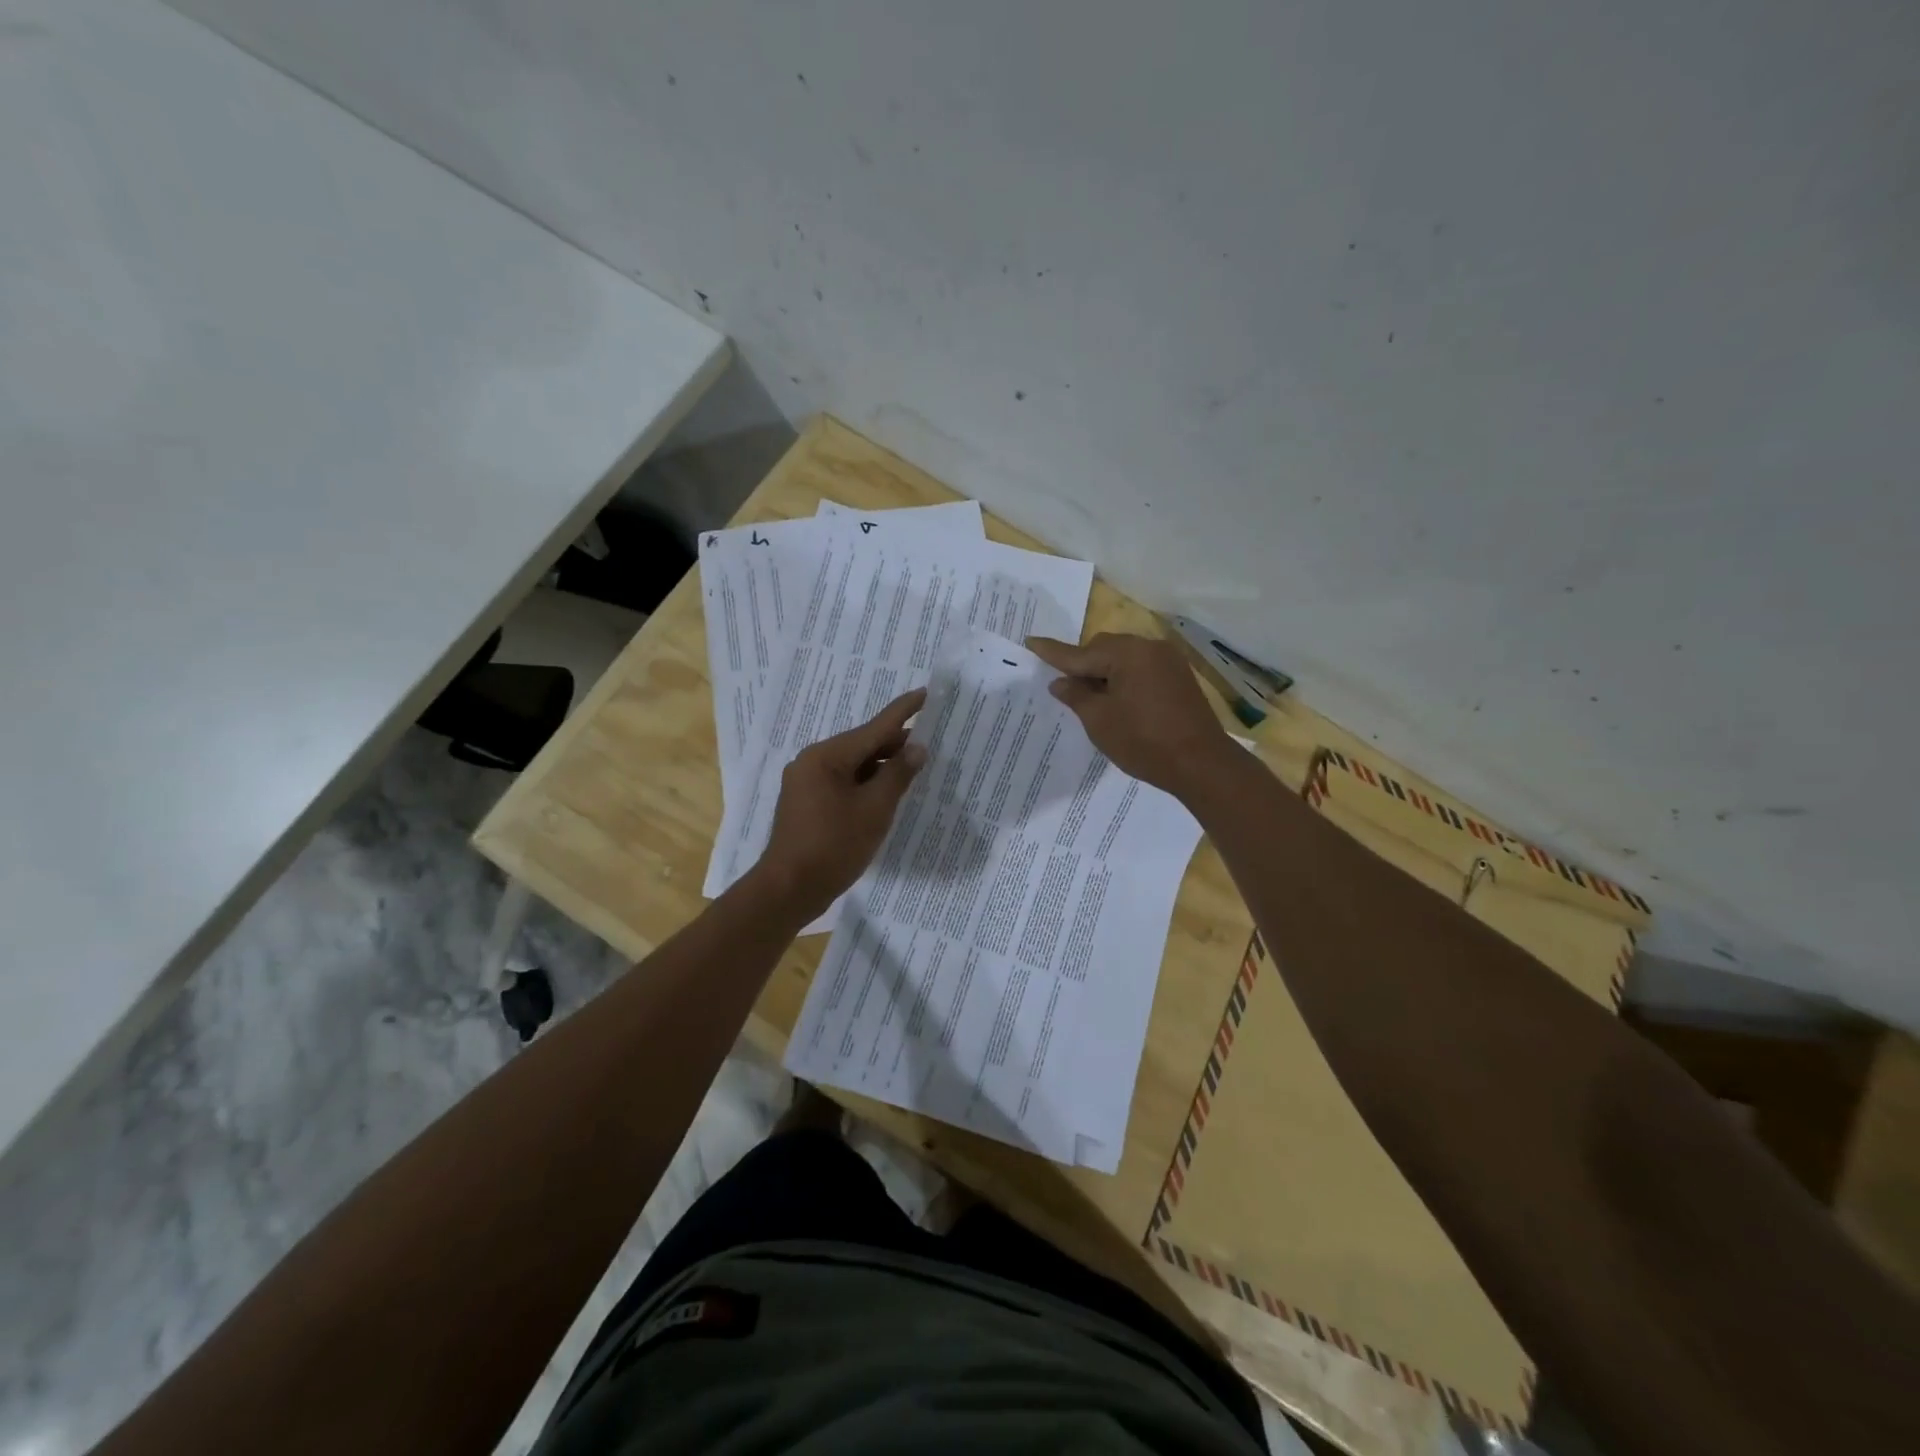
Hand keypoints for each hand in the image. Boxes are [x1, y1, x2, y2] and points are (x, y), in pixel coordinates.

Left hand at [754, 688, 927, 918]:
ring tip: (913, 771)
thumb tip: (917, 748)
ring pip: (853, 765)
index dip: (903, 711)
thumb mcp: (874, 809)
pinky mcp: (806, 802)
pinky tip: (886, 793)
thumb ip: (898, 775)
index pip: (874, 727)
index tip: (925, 693)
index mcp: (827, 756)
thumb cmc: (834, 846)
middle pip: (862, 745)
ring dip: (881, 767)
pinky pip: (842, 782)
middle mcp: (812, 761)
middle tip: (929, 746)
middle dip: (895, 745)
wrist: (789, 889)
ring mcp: (806, 782)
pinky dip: (865, 784)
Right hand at [1025, 633, 1231, 797]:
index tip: (1031, 641)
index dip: (1053, 652)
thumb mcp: (1099, 721)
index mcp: (1127, 653)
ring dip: (1105, 672)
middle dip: (1083, 665)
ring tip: (1092, 700)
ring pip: (1124, 658)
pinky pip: (1141, 669)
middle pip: (1104, 648)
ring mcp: (1168, 661)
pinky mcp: (1179, 677)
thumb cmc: (1144, 742)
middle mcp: (1149, 648)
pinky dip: (1125, 679)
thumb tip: (1061, 682)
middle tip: (1066, 689)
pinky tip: (1118, 701)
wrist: (1201, 764)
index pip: (1080, 653)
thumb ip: (1076, 696)